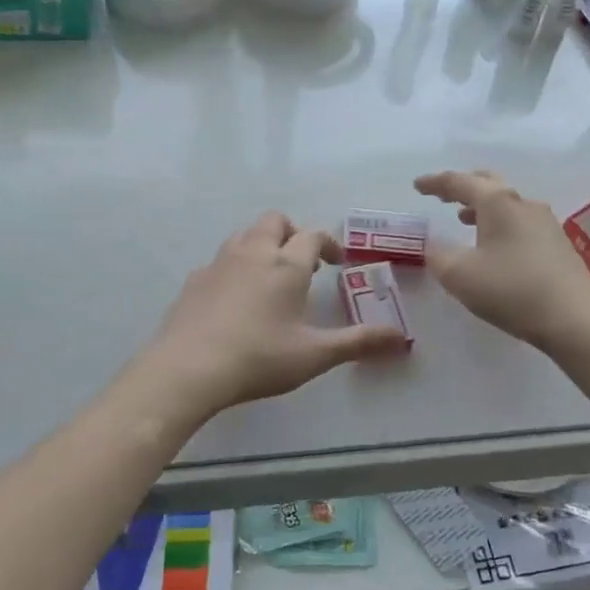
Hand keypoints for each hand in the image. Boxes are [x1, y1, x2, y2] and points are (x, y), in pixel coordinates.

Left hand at [139, 212, 408, 416]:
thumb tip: (401, 339)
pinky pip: (220, 260)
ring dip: (262, 244)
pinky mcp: (194, 280)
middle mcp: (253, 253)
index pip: (312, 236)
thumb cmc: (260, 358)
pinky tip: (235, 298)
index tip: (337, 262)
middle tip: (303, 263)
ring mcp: (219, 263)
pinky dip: (234, 267)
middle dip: (292, 233)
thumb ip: (359, 343)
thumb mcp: (315, 354)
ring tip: (270, 276)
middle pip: (275, 222)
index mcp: (286, 265)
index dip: (329, 244)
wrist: (188, 368)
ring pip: (244, 235)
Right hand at [416, 170, 589, 349]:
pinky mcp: (558, 245)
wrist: (575, 319)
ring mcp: (545, 223)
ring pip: (507, 204)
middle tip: (442, 196)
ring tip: (464, 219)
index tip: (417, 186)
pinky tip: (494, 245)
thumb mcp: (459, 275)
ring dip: (482, 207)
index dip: (435, 183)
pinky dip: (499, 224)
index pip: (460, 182)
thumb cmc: (511, 290)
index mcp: (497, 203)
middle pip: (489, 184)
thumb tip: (432, 243)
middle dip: (463, 188)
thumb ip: (437, 254)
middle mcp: (523, 204)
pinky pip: (520, 222)